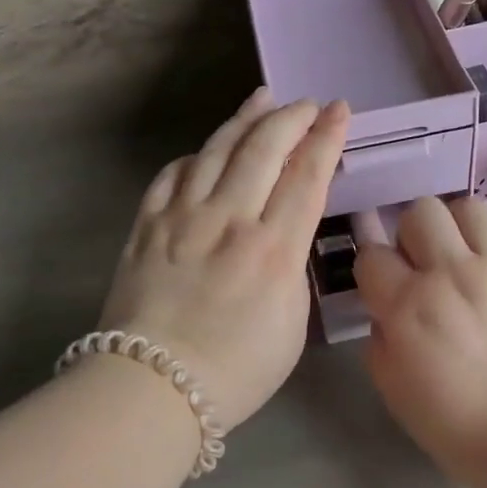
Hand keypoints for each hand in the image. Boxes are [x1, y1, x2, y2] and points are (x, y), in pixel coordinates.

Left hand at [100, 90, 349, 429]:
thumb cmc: (236, 370)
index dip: (326, 138)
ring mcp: (183, 218)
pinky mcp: (147, 226)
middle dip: (291, 117)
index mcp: (274, 248)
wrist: (152, 387)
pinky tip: (205, 151)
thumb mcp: (291, 325)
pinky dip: (194, 156)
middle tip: (308, 104)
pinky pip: (171, 175)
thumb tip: (281, 238)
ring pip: (217, 150)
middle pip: (264, 149)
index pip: (307, 176)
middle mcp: (229, 220)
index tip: (339, 111)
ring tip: (262, 99)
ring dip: (244, 120)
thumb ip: (292, 269)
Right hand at [354, 196, 486, 483]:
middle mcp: (450, 273)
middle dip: (413, 234)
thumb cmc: (455, 424)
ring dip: (459, 226)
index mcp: (407, 305)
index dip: (373, 269)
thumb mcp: (393, 390)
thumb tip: (387, 312)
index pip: (372, 255)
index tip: (383, 286)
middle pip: (420, 212)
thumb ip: (380, 340)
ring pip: (470, 207)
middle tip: (424, 264)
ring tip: (465, 253)